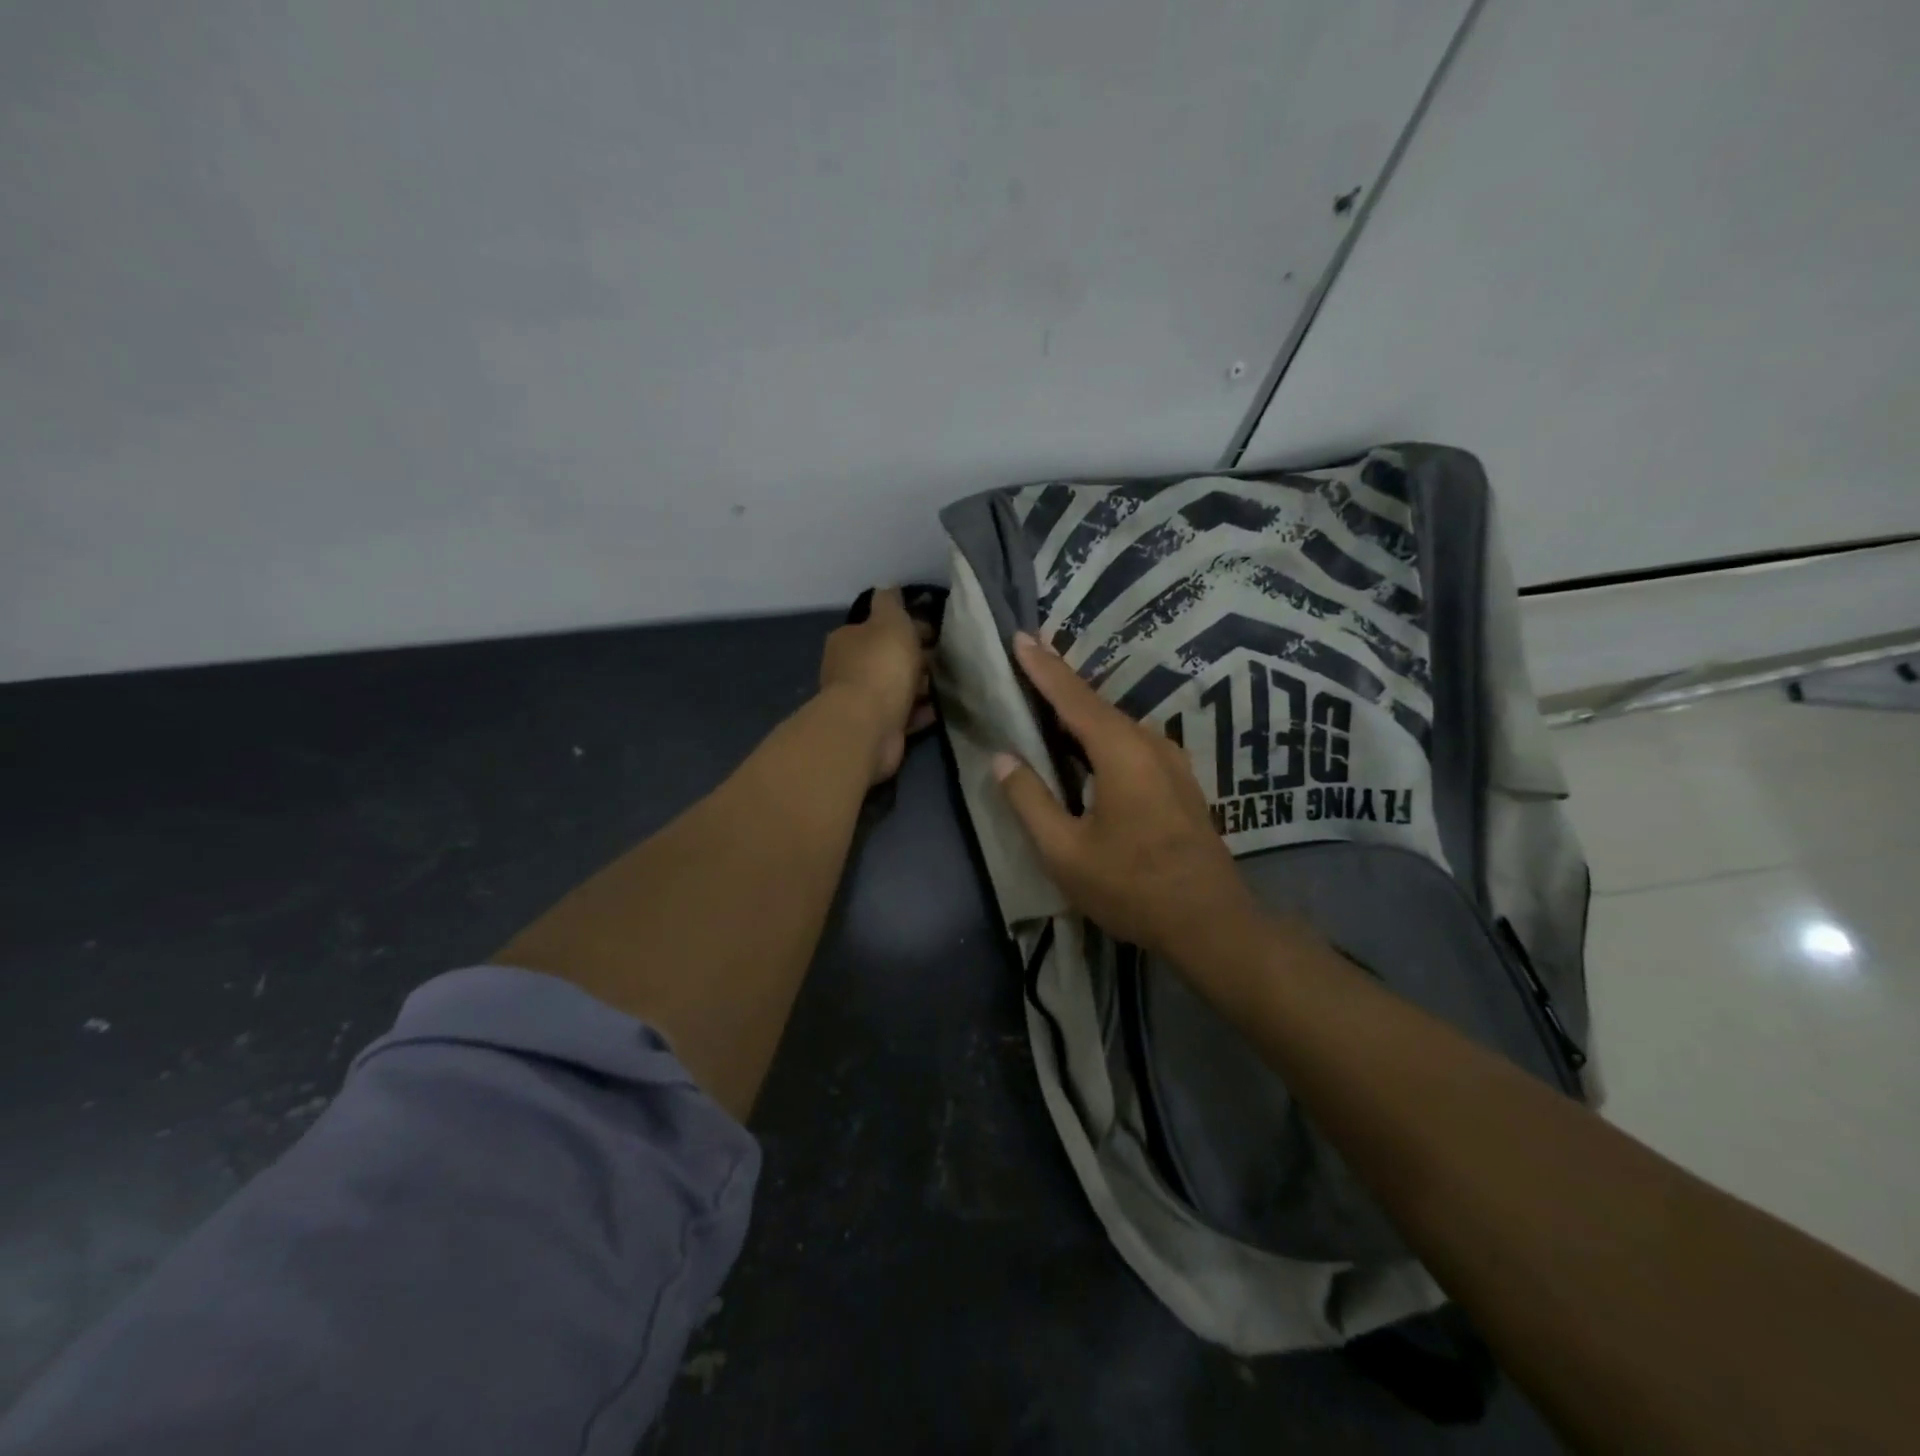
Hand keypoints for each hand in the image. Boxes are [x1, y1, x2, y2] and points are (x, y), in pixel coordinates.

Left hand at [819, 588, 934, 783]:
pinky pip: (904, 714)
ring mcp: (862, 701)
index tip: (933, 630)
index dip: (905, 625)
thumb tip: (888, 586)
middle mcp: (849, 669)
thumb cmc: (881, 665)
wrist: (869, 725)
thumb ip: (890, 602)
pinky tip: (941, 708)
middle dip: (913, 656)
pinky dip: (921, 711)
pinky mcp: (878, 727)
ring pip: (896, 687)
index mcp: (848, 639)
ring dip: (918, 685)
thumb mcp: (890, 621)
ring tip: (947, 682)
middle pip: (886, 657)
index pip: (877, 626)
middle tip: (945, 657)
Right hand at [992, 634, 1263, 963]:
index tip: (1019, 636)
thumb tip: (1003, 758)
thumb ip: (1029, 800)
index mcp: (1121, 751)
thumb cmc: (1131, 886)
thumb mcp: (1064, 852)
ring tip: (1048, 700)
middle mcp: (1150, 744)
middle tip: (1028, 660)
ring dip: (1081, 710)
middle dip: (1060, 682)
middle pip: (1096, 704)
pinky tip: (1085, 746)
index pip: (1072, 696)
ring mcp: (1171, 762)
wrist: (1210, 922)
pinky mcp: (1179, 782)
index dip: (1042, 667)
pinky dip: (1101, 734)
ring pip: (1115, 724)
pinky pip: (1131, 743)